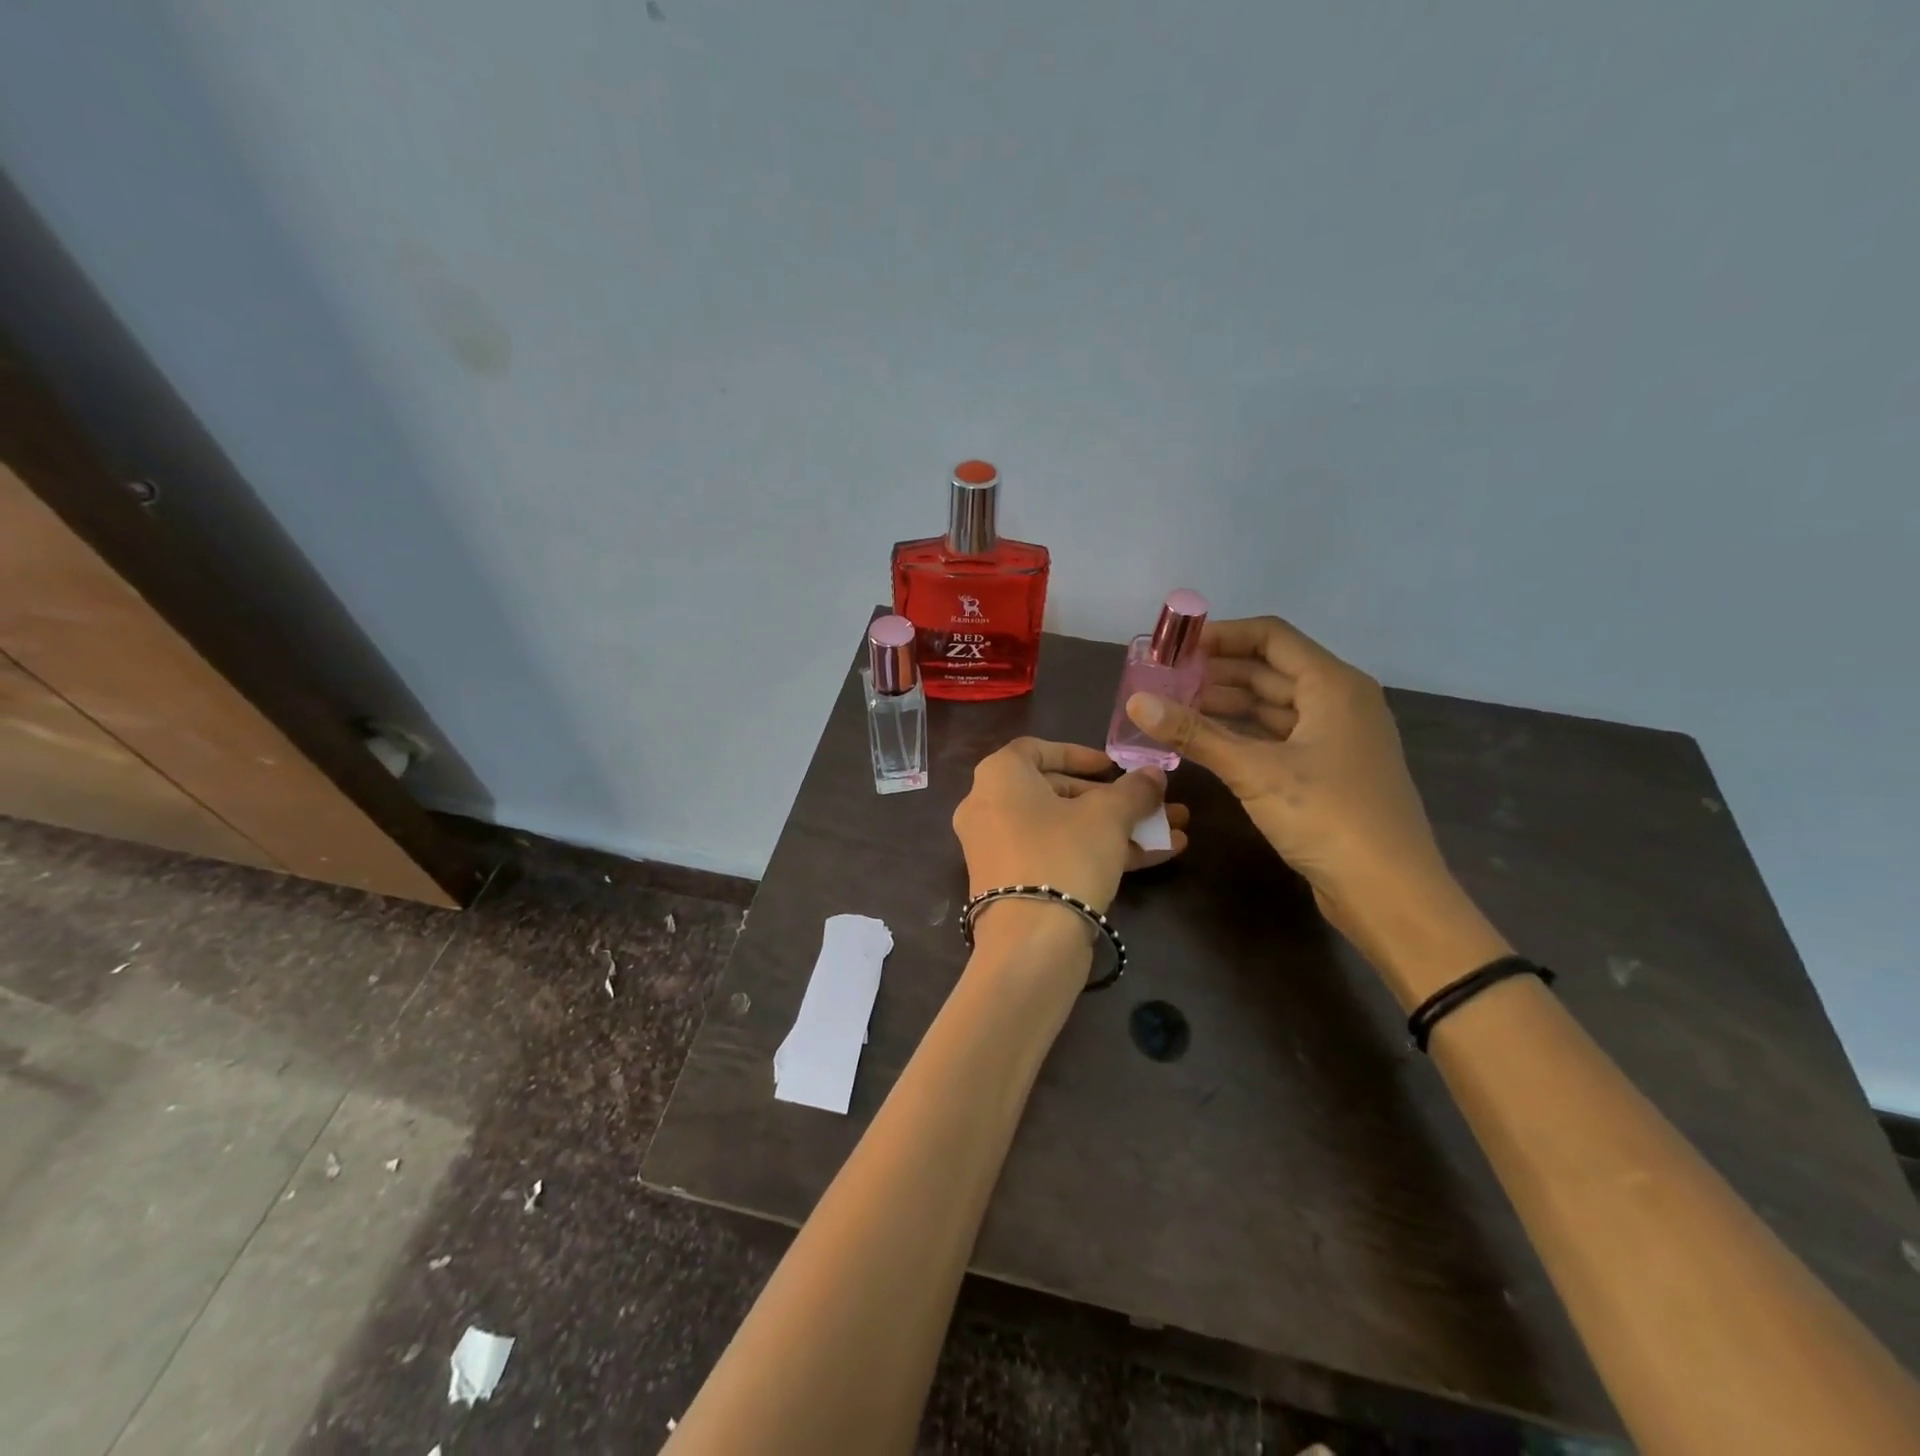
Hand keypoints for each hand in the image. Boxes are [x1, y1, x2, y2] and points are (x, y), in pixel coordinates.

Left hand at [951, 739, 1188, 915]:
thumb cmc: (1064, 855)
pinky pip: (1056, 856)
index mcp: (999, 776)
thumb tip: (1154, 774)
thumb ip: (1133, 789)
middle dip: (1112, 799)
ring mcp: (997, 848)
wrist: (1030, 942)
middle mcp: (988, 807)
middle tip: (1151, 805)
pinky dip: (1097, 853)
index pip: (1037, 749)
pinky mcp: (1011, 884)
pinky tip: (1154, 858)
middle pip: (1056, 792)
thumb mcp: (1108, 816)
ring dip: (1117, 829)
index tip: (1114, 767)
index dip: (1080, 754)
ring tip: (1171, 832)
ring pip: (1064, 828)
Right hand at [1124, 616, 1478, 976]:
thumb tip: (1136, 702)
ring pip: (1272, 706)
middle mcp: (1338, 701)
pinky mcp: (1326, 770)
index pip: (1271, 637)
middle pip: (1269, 670)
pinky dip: (1241, 734)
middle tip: (1163, 679)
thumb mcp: (1255, 771)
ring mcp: (1334, 738)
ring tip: (1173, 707)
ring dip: (1225, 704)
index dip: (1221, 635)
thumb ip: (1194, 733)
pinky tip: (1204, 741)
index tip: (1175, 647)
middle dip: (1216, 672)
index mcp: (1333, 685)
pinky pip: (1277, 736)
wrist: (1389, 892)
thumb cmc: (1328, 816)